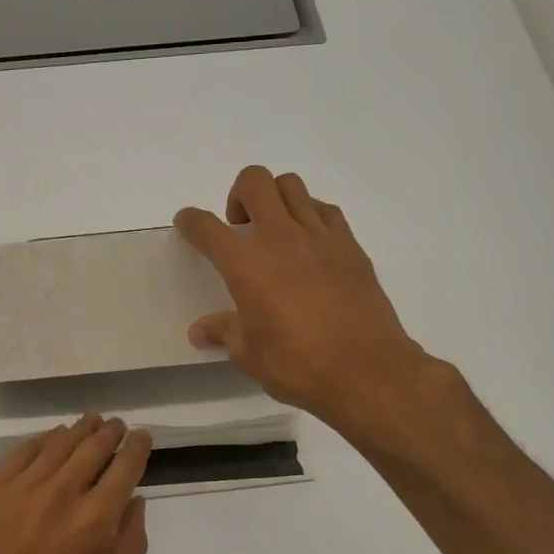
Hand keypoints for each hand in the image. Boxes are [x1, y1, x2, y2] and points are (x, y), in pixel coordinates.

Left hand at [0, 415, 152, 553]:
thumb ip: (131, 544)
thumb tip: (135, 502)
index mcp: (97, 518)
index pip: (125, 467)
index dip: (137, 448)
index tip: (142, 437)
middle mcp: (63, 492)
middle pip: (93, 447)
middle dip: (110, 432)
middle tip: (116, 425)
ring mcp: (24, 487)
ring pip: (59, 443)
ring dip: (79, 429)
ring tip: (89, 421)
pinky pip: (23, 453)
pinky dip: (43, 440)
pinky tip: (51, 438)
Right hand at [175, 166, 425, 440]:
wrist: (367, 371)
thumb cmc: (298, 365)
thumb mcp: (249, 355)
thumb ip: (224, 332)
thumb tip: (200, 330)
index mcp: (246, 265)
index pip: (207, 227)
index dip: (190, 221)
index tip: (187, 224)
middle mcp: (281, 238)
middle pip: (254, 182)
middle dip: (238, 195)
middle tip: (241, 227)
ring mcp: (320, 236)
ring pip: (292, 186)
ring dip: (275, 199)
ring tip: (276, 231)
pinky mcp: (350, 246)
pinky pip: (325, 210)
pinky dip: (310, 214)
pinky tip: (310, 244)